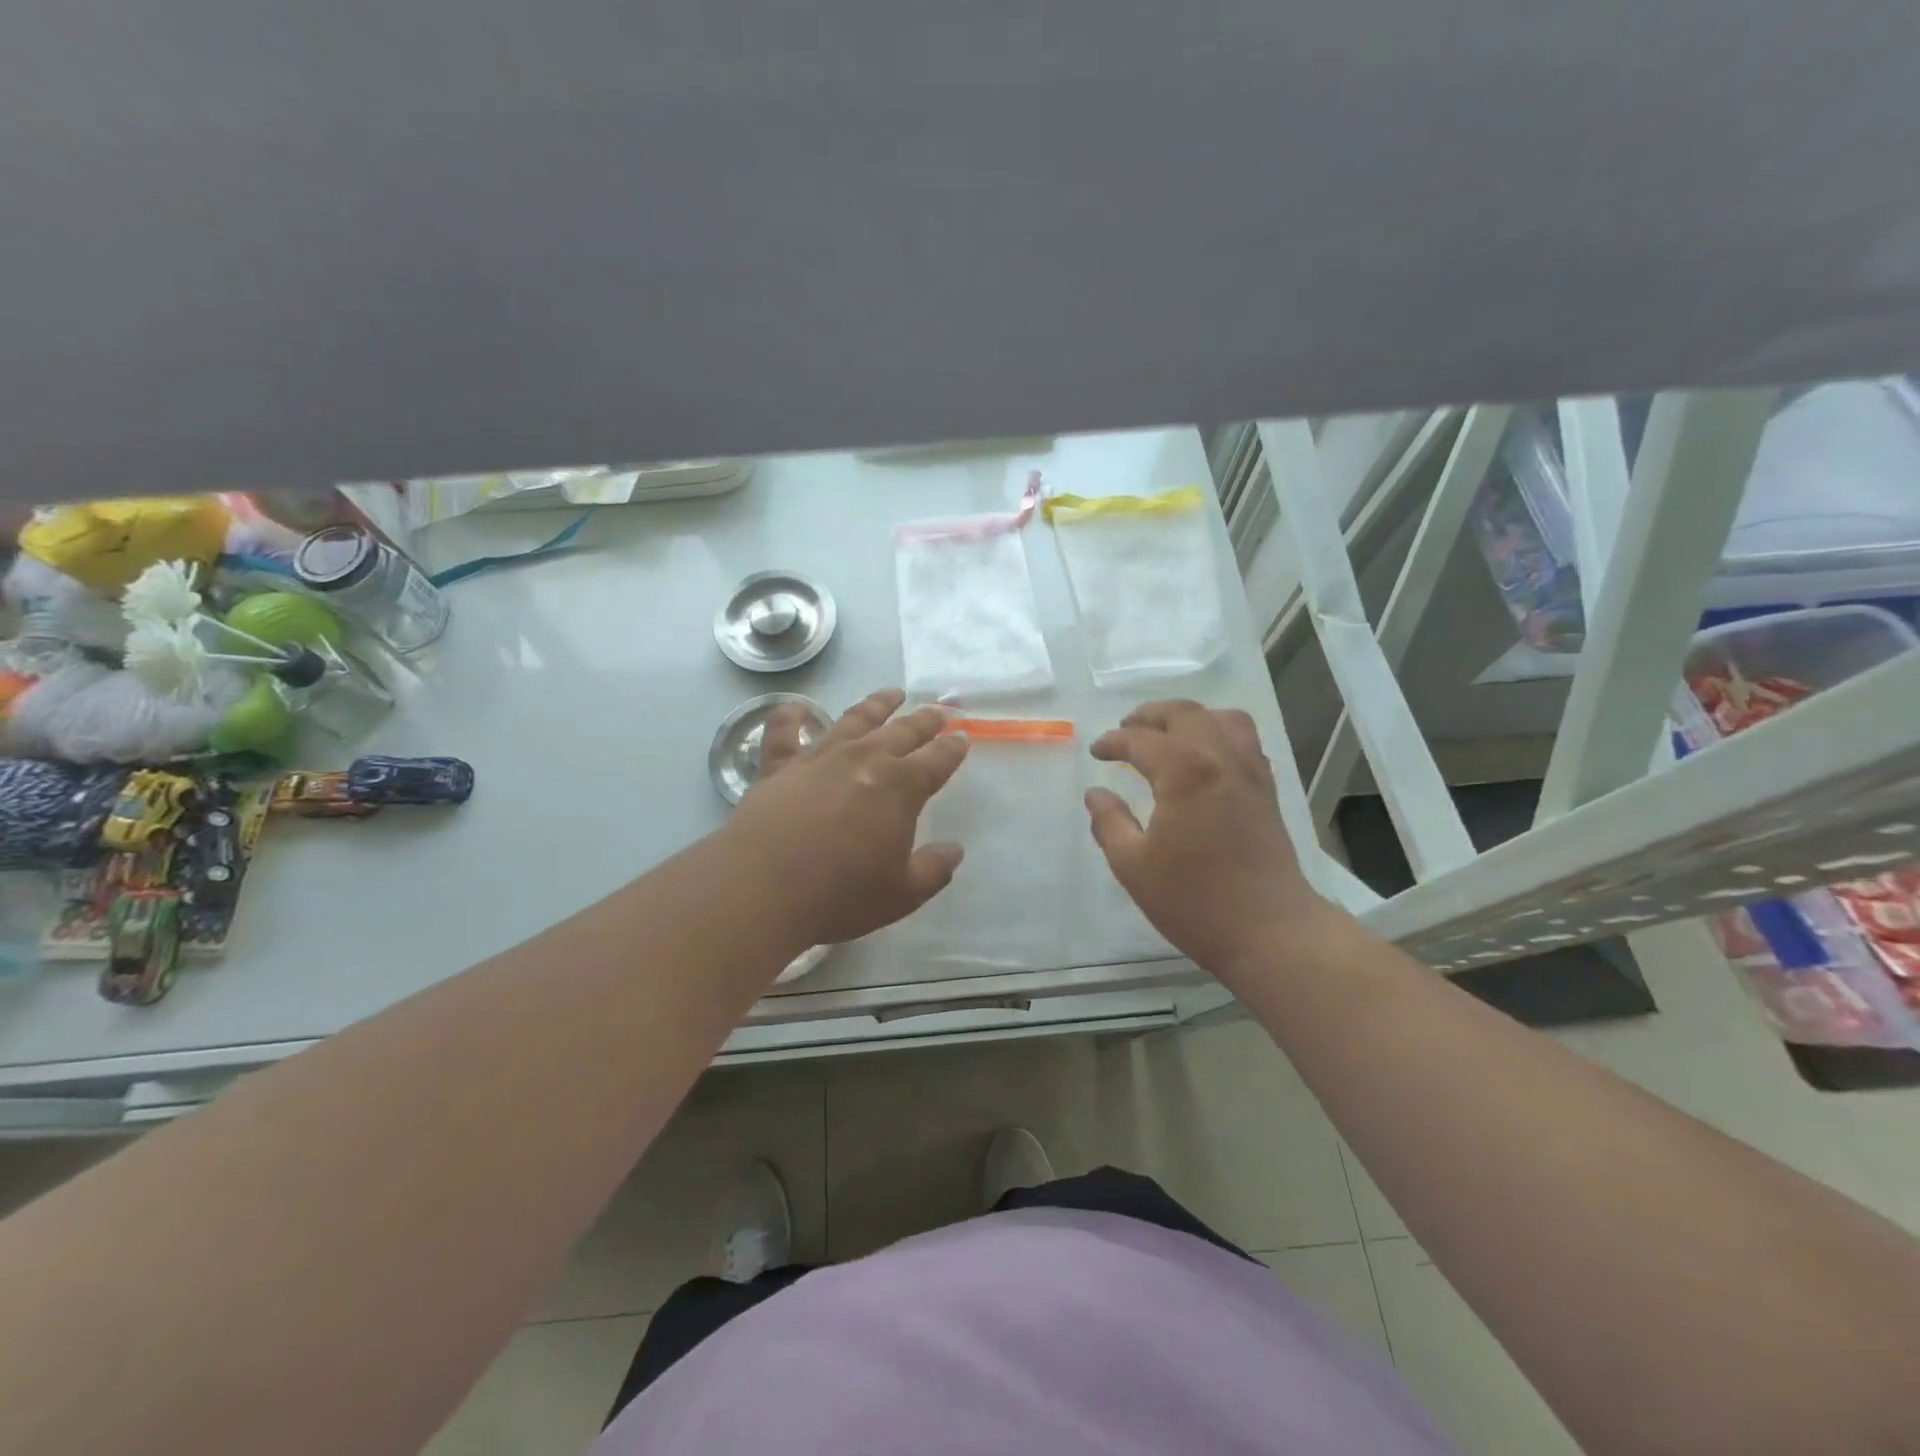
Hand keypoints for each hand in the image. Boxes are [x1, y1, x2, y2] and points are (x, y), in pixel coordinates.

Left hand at [726, 688, 968, 949]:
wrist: (763, 889)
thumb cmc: (840, 895)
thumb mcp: (901, 894)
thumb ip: (933, 870)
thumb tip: (955, 851)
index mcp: (900, 788)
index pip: (937, 760)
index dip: (953, 748)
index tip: (962, 737)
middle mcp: (864, 760)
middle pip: (902, 731)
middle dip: (924, 720)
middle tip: (939, 710)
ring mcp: (820, 757)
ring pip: (855, 719)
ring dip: (877, 704)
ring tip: (893, 693)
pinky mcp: (779, 766)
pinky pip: (785, 731)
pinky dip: (791, 715)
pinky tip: (798, 707)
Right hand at [1087, 701, 1334, 982]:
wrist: (1270, 930)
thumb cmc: (1195, 900)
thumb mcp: (1134, 866)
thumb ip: (1109, 823)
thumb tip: (1095, 794)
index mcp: (1184, 772)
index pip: (1142, 740)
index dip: (1114, 742)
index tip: (1096, 753)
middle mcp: (1220, 759)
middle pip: (1185, 715)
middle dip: (1150, 716)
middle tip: (1126, 729)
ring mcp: (1250, 773)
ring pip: (1223, 719)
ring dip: (1190, 718)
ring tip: (1168, 734)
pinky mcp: (1267, 792)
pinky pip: (1245, 742)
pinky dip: (1219, 734)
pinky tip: (1205, 759)